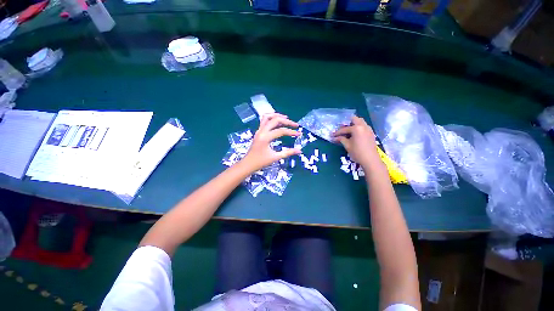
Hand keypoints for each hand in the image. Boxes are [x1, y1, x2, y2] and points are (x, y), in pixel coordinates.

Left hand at [241, 113, 300, 170]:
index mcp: (265, 137)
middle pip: (275, 120)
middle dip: (286, 121)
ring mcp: (259, 130)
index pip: (281, 131)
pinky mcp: (258, 132)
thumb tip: (299, 151)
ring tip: (286, 118)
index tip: (299, 134)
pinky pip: (264, 120)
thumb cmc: (261, 162)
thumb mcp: (275, 157)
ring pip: (267, 117)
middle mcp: (261, 131)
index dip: (291, 132)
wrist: (248, 164)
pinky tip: (277, 122)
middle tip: (295, 125)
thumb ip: (288, 152)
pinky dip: (271, 118)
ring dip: (277, 116)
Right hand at [333, 116, 379, 168]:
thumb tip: (335, 137)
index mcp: (356, 128)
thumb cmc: (357, 152)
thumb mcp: (347, 145)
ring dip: (354, 125)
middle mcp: (363, 126)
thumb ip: (341, 139)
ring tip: (348, 131)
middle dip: (347, 123)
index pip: (345, 129)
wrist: (370, 160)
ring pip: (360, 122)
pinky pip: (364, 126)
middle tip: (342, 129)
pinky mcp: (371, 133)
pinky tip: (354, 135)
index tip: (332, 135)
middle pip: (354, 119)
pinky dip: (358, 128)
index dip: (337, 132)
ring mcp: (368, 129)